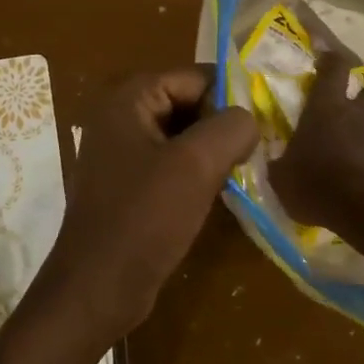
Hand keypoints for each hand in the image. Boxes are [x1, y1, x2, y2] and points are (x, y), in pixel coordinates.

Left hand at [31, 66, 257, 350]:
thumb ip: (231, 127)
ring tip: (245, 171)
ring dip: (213, 152)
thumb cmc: (144, 219)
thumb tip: (249, 118)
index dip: (230, 95)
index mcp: (127, 100)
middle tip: (259, 149)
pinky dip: (196, 174)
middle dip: (222, 124)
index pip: (193, 76)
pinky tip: (220, 193)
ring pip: (181, 138)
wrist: (99, 287)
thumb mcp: (196, 164)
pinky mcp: (128, 188)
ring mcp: (121, 155)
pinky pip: (170, 166)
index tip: (265, 122)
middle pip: (187, 104)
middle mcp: (119, 119)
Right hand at [271, 52, 363, 235]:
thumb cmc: (321, 185)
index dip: (329, 59)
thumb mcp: (284, 179)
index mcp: (326, 107)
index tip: (324, 56)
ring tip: (357, 143)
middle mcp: (359, 110)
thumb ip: (280, 163)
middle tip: (347, 108)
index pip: (333, 68)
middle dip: (359, 94)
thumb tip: (276, 158)